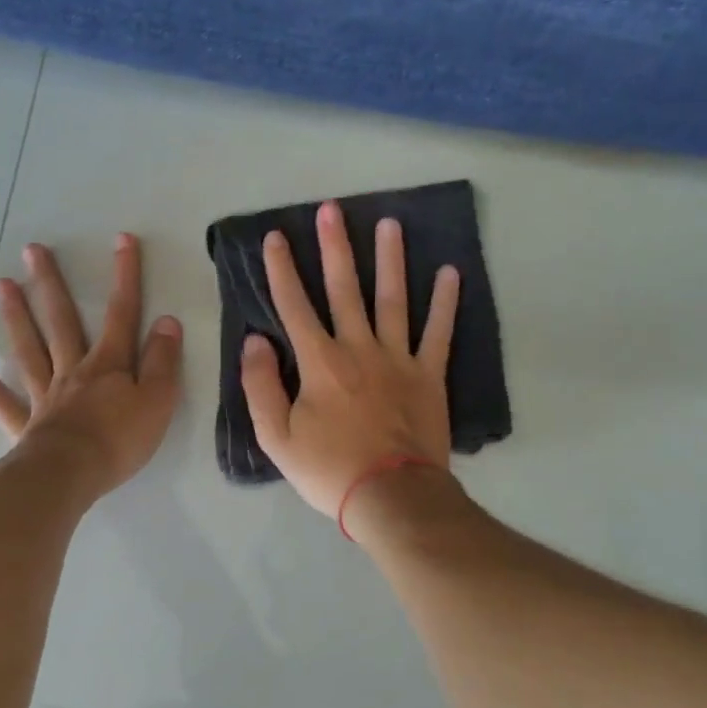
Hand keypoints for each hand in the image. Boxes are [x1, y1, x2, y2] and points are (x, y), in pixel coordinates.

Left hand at [0, 234, 182, 497]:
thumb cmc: (120, 439)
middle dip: (52, 284)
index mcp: (108, 364)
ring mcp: (45, 395)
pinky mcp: (25, 424)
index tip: (122, 239)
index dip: (125, 276)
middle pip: (61, 321)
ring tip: (3, 285)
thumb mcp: (158, 400)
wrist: (71, 475)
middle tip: (33, 251)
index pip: (121, 313)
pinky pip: (2, 400)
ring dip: (17, 317)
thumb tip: (166, 321)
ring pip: (30, 349)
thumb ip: (162, 361)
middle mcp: (73, 370)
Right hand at [241, 200, 459, 520]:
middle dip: (335, 247)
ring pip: (393, 299)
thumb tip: (256, 340)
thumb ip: (260, 386)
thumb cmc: (329, 469)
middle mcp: (358, 348)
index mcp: (319, 362)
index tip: (276, 237)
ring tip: (389, 224)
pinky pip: (438, 333)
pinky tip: (450, 273)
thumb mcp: (276, 438)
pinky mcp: (428, 375)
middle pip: (344, 289)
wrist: (391, 497)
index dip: (282, 270)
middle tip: (331, 210)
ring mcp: (398, 359)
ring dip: (390, 260)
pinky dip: (445, 303)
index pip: (294, 305)